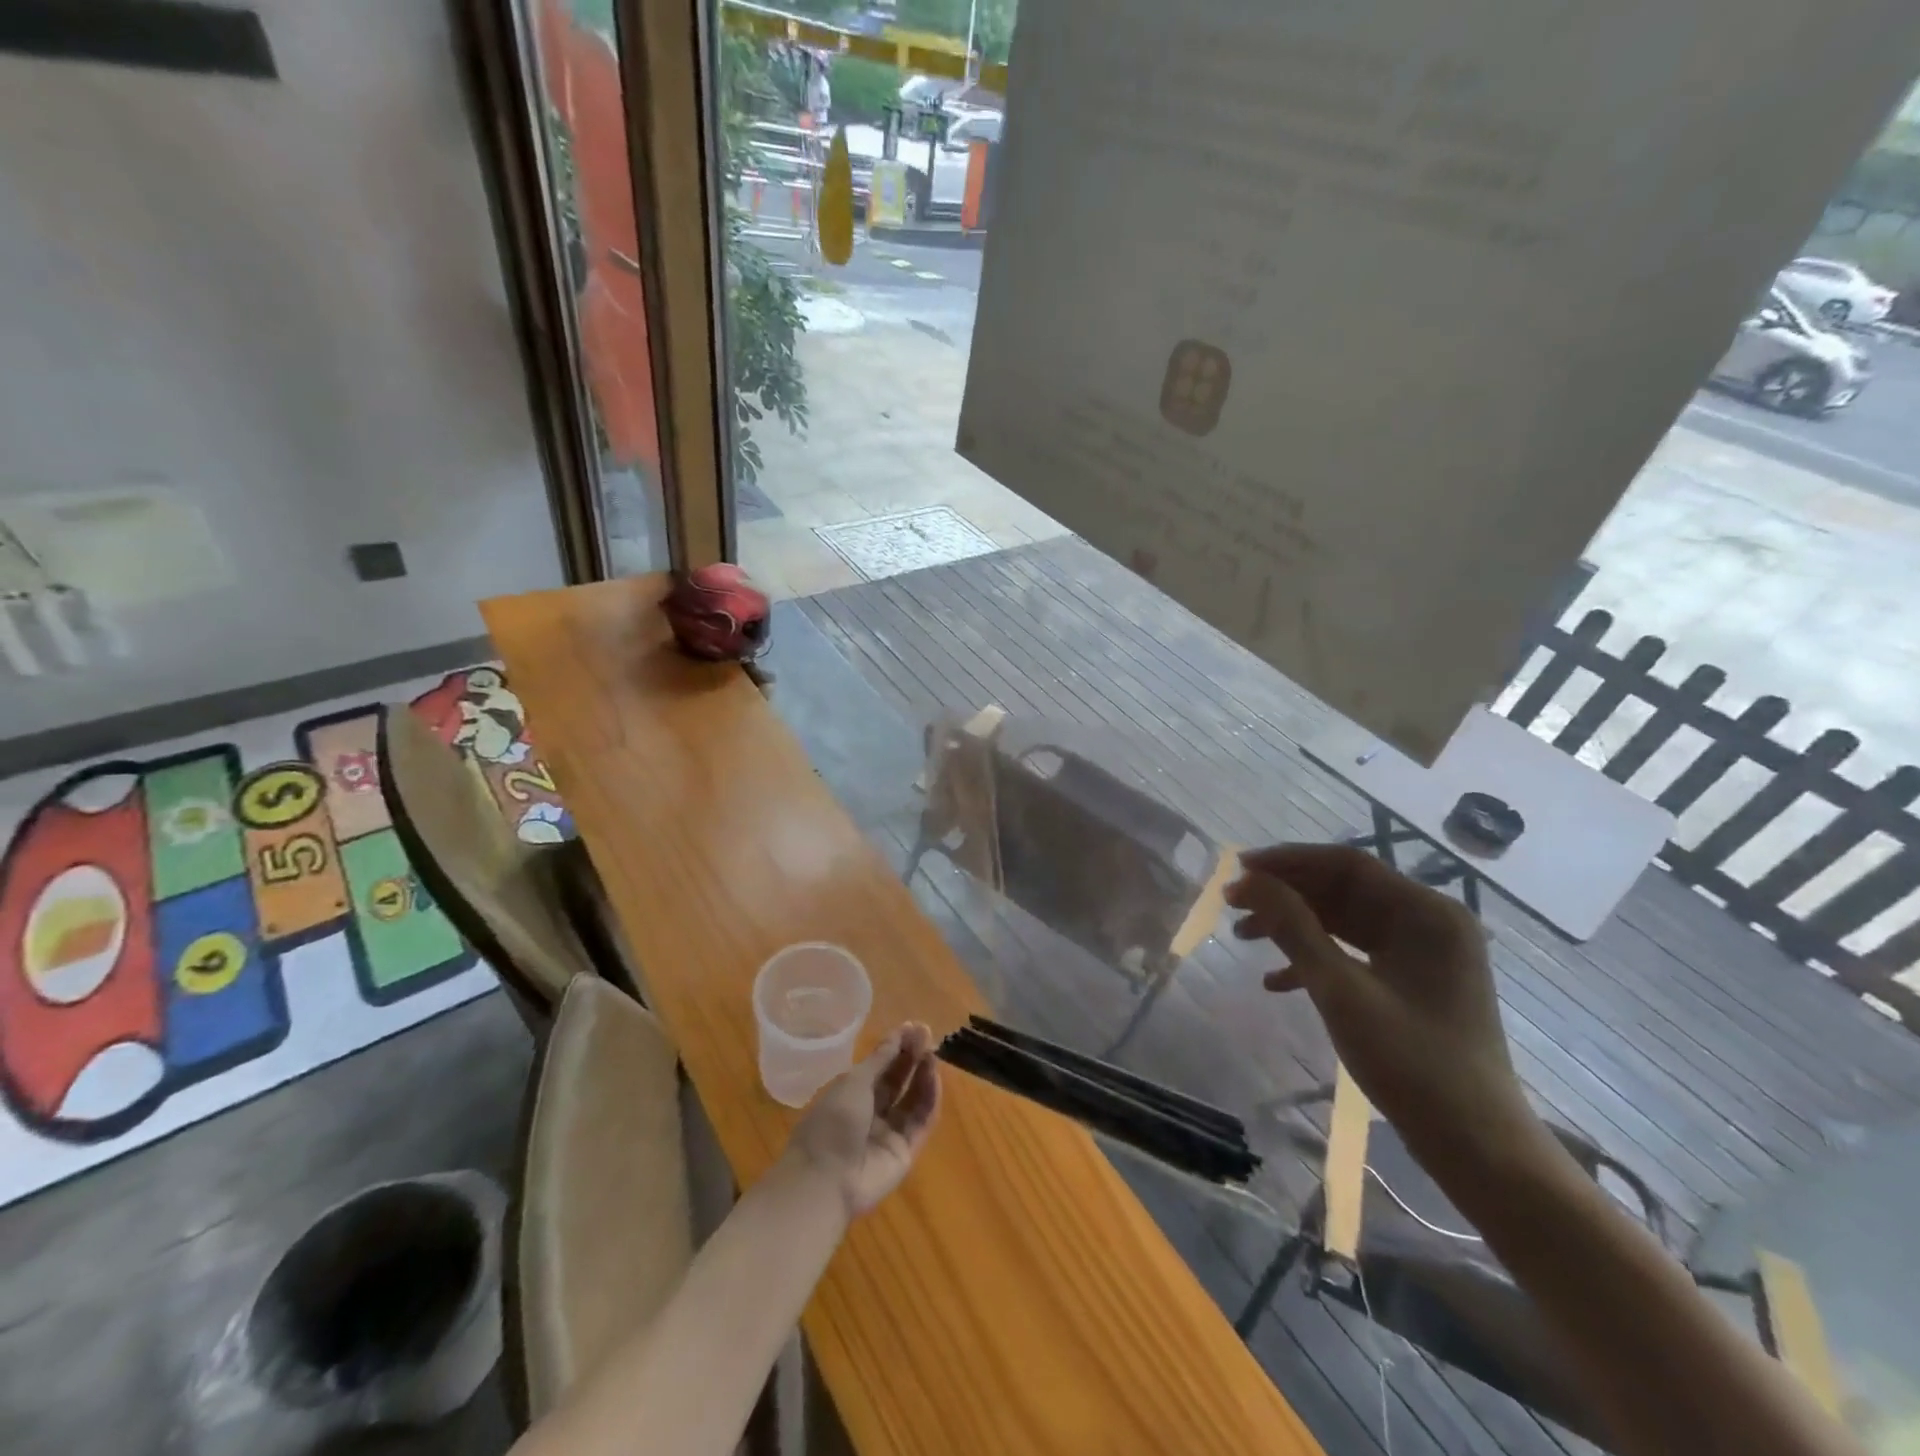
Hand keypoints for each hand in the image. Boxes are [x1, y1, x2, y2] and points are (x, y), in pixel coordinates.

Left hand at [783, 1023, 942, 1217]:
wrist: (826, 1180)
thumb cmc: (832, 1122)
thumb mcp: (854, 1082)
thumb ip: (881, 1059)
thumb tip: (901, 1033)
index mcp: (850, 1094)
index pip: (879, 1066)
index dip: (896, 1046)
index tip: (914, 1027)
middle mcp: (870, 1112)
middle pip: (897, 1081)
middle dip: (911, 1058)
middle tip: (928, 1036)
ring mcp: (888, 1133)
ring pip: (912, 1100)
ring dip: (923, 1075)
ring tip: (933, 1053)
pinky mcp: (905, 1152)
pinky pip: (921, 1122)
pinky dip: (929, 1099)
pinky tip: (934, 1077)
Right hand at [1225, 844, 1542, 1165]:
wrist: (1477, 1148)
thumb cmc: (1411, 1063)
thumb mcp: (1340, 990)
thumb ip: (1292, 928)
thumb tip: (1247, 882)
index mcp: (1426, 912)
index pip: (1346, 864)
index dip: (1287, 861)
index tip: (1237, 870)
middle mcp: (1429, 921)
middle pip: (1344, 890)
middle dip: (1286, 895)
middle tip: (1233, 905)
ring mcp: (1424, 953)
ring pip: (1345, 921)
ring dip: (1294, 926)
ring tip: (1244, 937)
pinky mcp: (1415, 982)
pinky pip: (1357, 953)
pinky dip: (1316, 959)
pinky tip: (1276, 981)